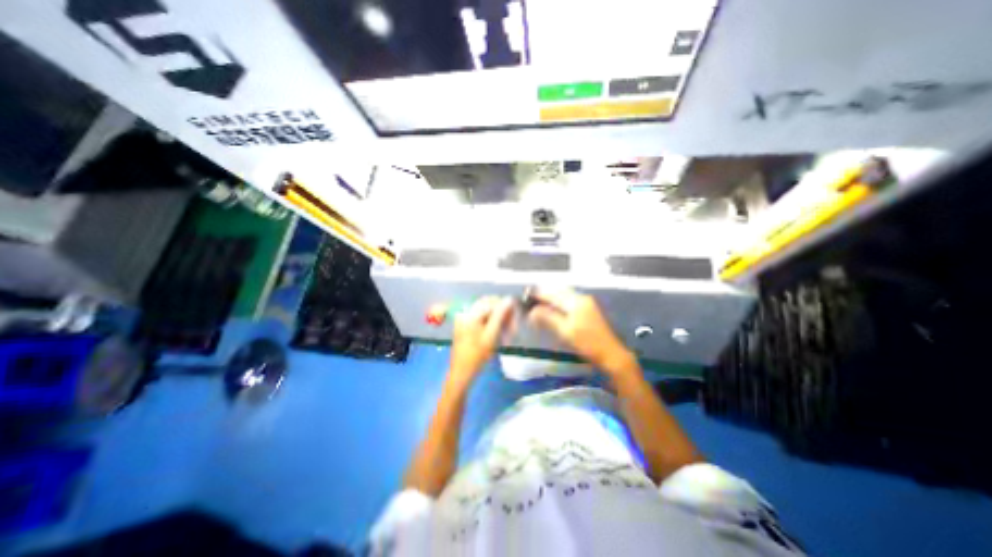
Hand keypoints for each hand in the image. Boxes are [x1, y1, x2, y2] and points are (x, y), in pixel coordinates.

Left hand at [448, 299, 510, 383]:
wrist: (461, 372)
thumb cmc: (477, 356)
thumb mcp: (491, 335)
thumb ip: (500, 315)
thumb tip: (509, 299)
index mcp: (471, 313)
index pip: (492, 301)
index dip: (506, 308)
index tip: (516, 319)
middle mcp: (466, 312)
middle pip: (489, 305)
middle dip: (502, 314)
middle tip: (513, 328)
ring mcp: (464, 318)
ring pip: (486, 312)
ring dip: (498, 320)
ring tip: (507, 334)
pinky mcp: (465, 325)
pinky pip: (481, 318)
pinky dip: (491, 324)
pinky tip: (497, 334)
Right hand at [527, 289, 635, 376]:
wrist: (611, 355)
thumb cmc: (588, 343)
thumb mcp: (565, 331)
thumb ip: (548, 318)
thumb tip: (532, 310)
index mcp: (576, 301)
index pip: (553, 293)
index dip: (539, 294)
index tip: (525, 295)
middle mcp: (582, 298)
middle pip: (559, 291)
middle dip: (544, 294)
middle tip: (530, 299)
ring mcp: (586, 303)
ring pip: (564, 295)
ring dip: (551, 298)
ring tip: (538, 303)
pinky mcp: (588, 310)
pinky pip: (569, 301)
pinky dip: (558, 303)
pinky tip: (552, 309)